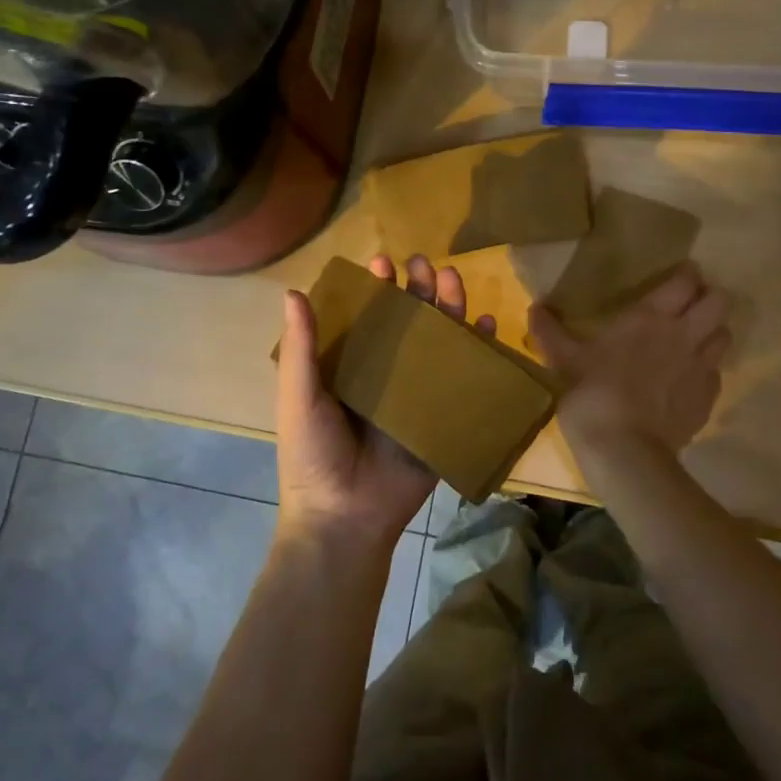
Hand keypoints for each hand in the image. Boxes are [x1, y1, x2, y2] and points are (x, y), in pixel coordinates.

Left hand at [275, 254, 497, 553]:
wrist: (344, 517)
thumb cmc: (314, 454)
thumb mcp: (299, 397)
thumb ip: (300, 348)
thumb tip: (293, 292)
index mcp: (351, 368)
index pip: (368, 318)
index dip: (376, 289)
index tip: (383, 262)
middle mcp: (386, 376)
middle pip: (409, 324)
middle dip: (418, 290)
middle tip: (425, 264)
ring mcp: (417, 397)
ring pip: (439, 344)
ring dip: (449, 310)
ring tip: (453, 281)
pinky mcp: (443, 419)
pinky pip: (465, 381)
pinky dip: (479, 352)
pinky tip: (487, 326)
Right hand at [528, 263, 729, 454]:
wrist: (625, 449)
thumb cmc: (592, 393)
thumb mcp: (564, 359)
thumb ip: (550, 331)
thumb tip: (534, 307)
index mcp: (650, 317)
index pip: (686, 281)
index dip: (687, 274)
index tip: (679, 275)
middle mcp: (684, 334)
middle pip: (720, 301)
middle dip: (709, 298)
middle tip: (690, 305)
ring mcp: (701, 367)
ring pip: (725, 334)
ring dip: (713, 331)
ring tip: (694, 339)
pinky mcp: (709, 398)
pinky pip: (717, 372)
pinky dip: (706, 370)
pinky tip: (687, 379)